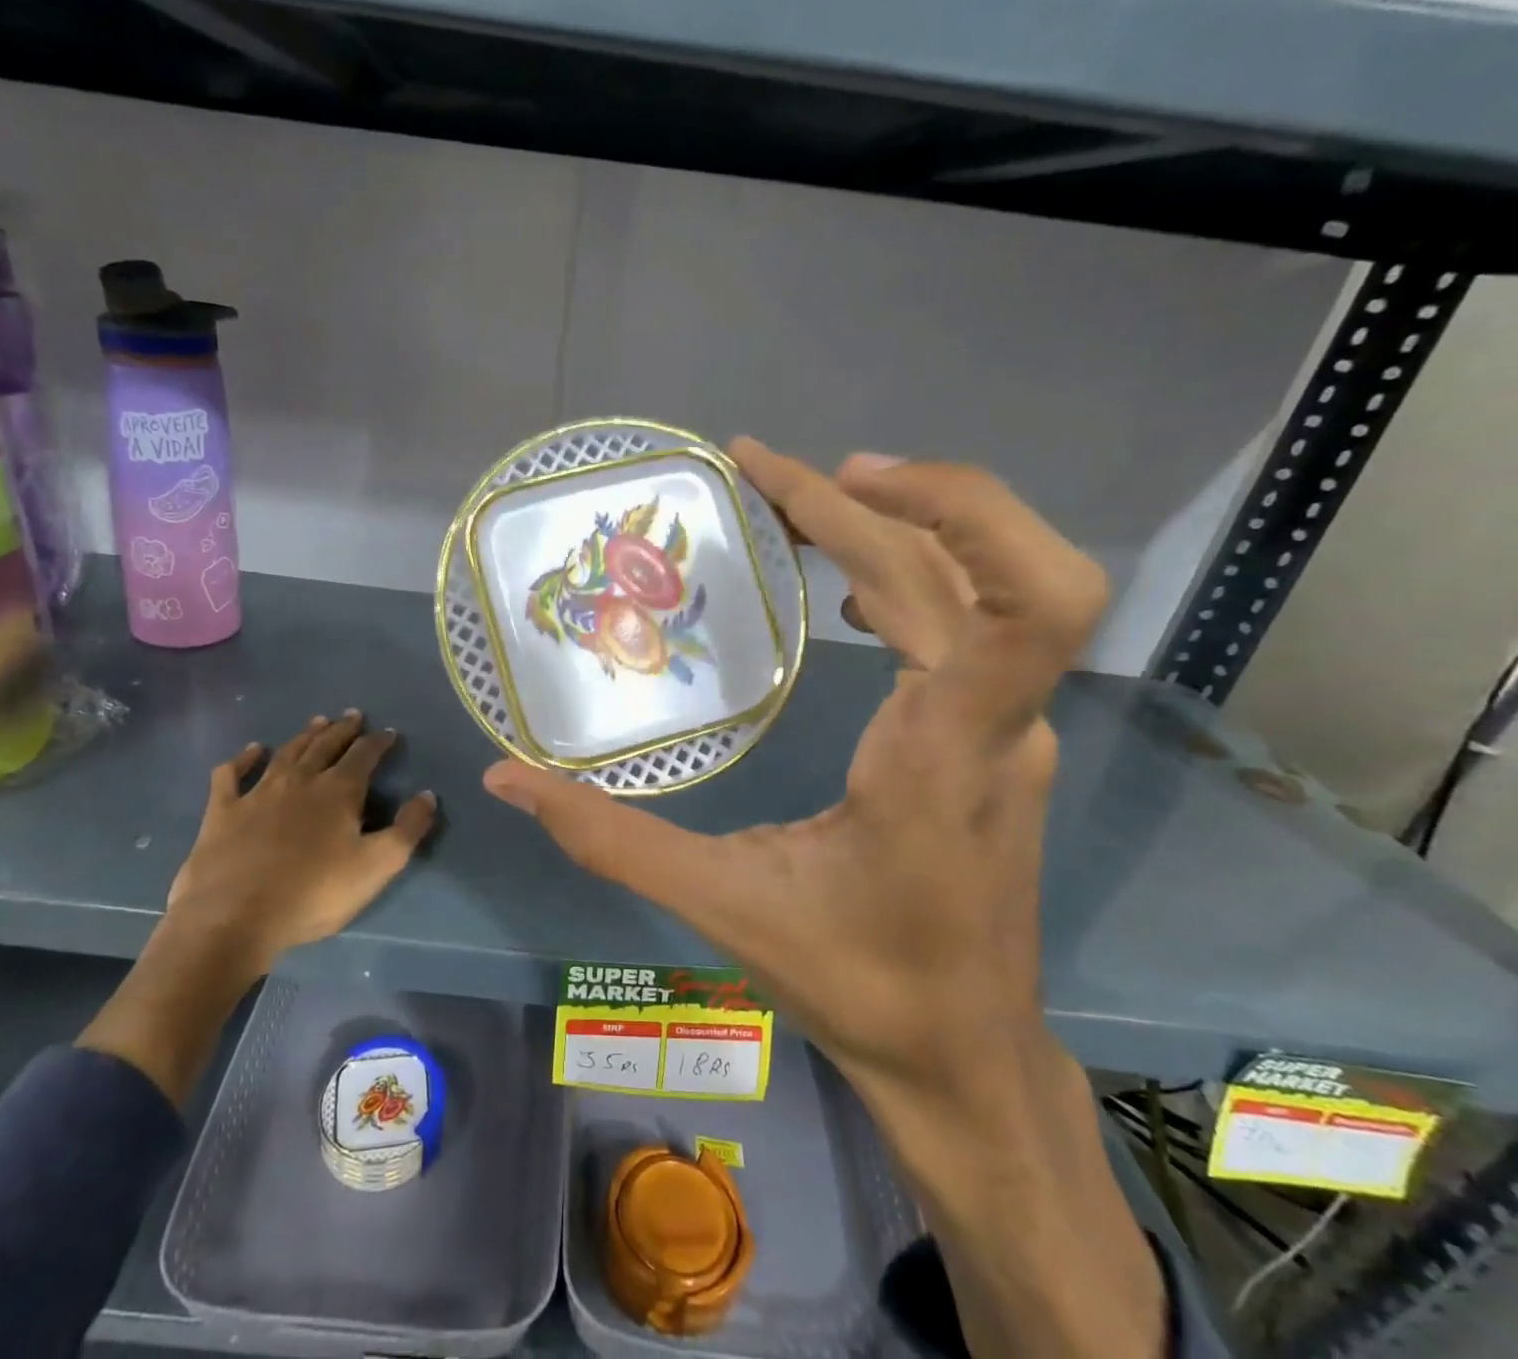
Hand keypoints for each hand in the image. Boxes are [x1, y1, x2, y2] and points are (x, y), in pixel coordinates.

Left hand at [83, 711, 435, 1108]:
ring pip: (286, 753)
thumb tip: (428, 795)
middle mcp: (300, 781)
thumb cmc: (313, 894)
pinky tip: (252, 750)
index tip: (389, 733)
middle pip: (326, 746)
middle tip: (353, 716)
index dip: (378, 742)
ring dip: (304, 736)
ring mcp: (258, 793)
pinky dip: (243, 759)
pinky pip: (232, 775)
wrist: (234, 918)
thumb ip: (407, 829)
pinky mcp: (223, 811)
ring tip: (317, 722)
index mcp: (338, 792)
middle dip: (343, 730)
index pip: (364, 756)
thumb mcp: (376, 867)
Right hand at [481, 440, 1106, 1095]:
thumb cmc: (858, 984)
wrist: (965, 1058)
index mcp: (946, 752)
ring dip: (895, 522)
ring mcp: (1009, 727)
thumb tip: (506, 779)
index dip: (956, 508)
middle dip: (875, 496)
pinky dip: (909, 571)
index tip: (835, 475)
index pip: (1026, 601)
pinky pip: (968, 623)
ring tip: (795, 502)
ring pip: (976, 585)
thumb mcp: (721, 906)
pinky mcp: (998, 737)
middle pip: (970, 565)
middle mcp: (998, 722)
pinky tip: (844, 585)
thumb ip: (608, 838)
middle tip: (767, 473)